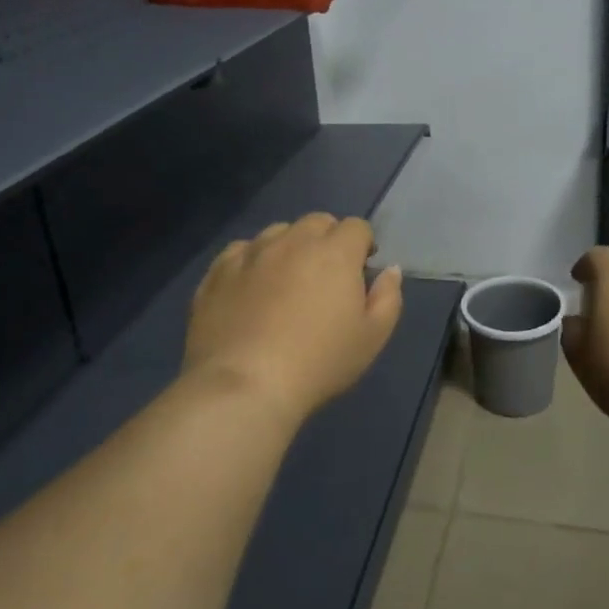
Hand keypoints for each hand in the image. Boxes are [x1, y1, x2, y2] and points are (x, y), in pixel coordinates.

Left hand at [183, 213, 403, 421]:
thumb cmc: (319, 362)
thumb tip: (390, 269)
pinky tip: (251, 287)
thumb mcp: (372, 337)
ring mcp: (251, 253)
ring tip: (287, 280)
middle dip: (328, 240)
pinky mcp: (218, 271)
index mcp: (335, 252)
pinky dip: (252, 260)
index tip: (361, 271)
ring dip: (289, 246)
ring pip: (278, 232)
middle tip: (326, 276)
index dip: (363, 245)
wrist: (244, 386)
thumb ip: (388, 297)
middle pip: (317, 222)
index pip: (356, 227)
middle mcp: (293, 241)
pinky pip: (240, 251)